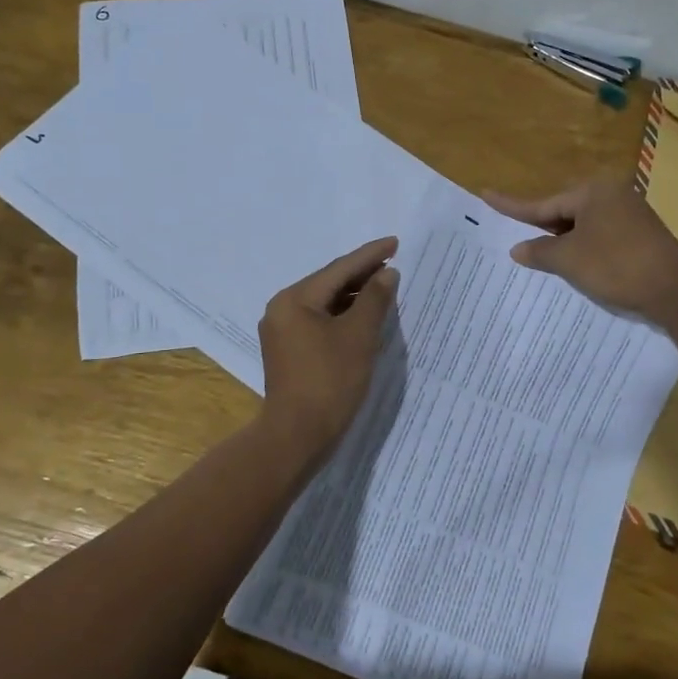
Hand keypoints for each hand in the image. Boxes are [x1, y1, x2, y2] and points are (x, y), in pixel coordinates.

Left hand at [257, 236, 399, 461]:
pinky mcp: (288, 351)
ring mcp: (282, 332)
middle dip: (361, 274)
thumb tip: (386, 273)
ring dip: (353, 296)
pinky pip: (319, 322)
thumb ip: (374, 299)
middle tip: (393, 263)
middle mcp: (282, 309)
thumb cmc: (330, 381)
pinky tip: (363, 317)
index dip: (370, 255)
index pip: (339, 269)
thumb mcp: (358, 336)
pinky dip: (342, 316)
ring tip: (384, 288)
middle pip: (328, 283)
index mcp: (294, 299)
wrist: (297, 436)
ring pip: (324, 303)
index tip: (395, 242)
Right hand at [484, 177, 677, 323]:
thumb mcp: (569, 260)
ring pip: (583, 228)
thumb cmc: (616, 266)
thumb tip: (518, 248)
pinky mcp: (641, 237)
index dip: (512, 206)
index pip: (543, 203)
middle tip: (517, 241)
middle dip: (542, 230)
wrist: (676, 290)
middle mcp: (613, 196)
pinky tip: (576, 268)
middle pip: (564, 213)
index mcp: (593, 192)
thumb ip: (539, 252)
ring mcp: (630, 216)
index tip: (486, 194)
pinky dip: (584, 251)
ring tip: (542, 260)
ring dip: (563, 244)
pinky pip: (601, 239)